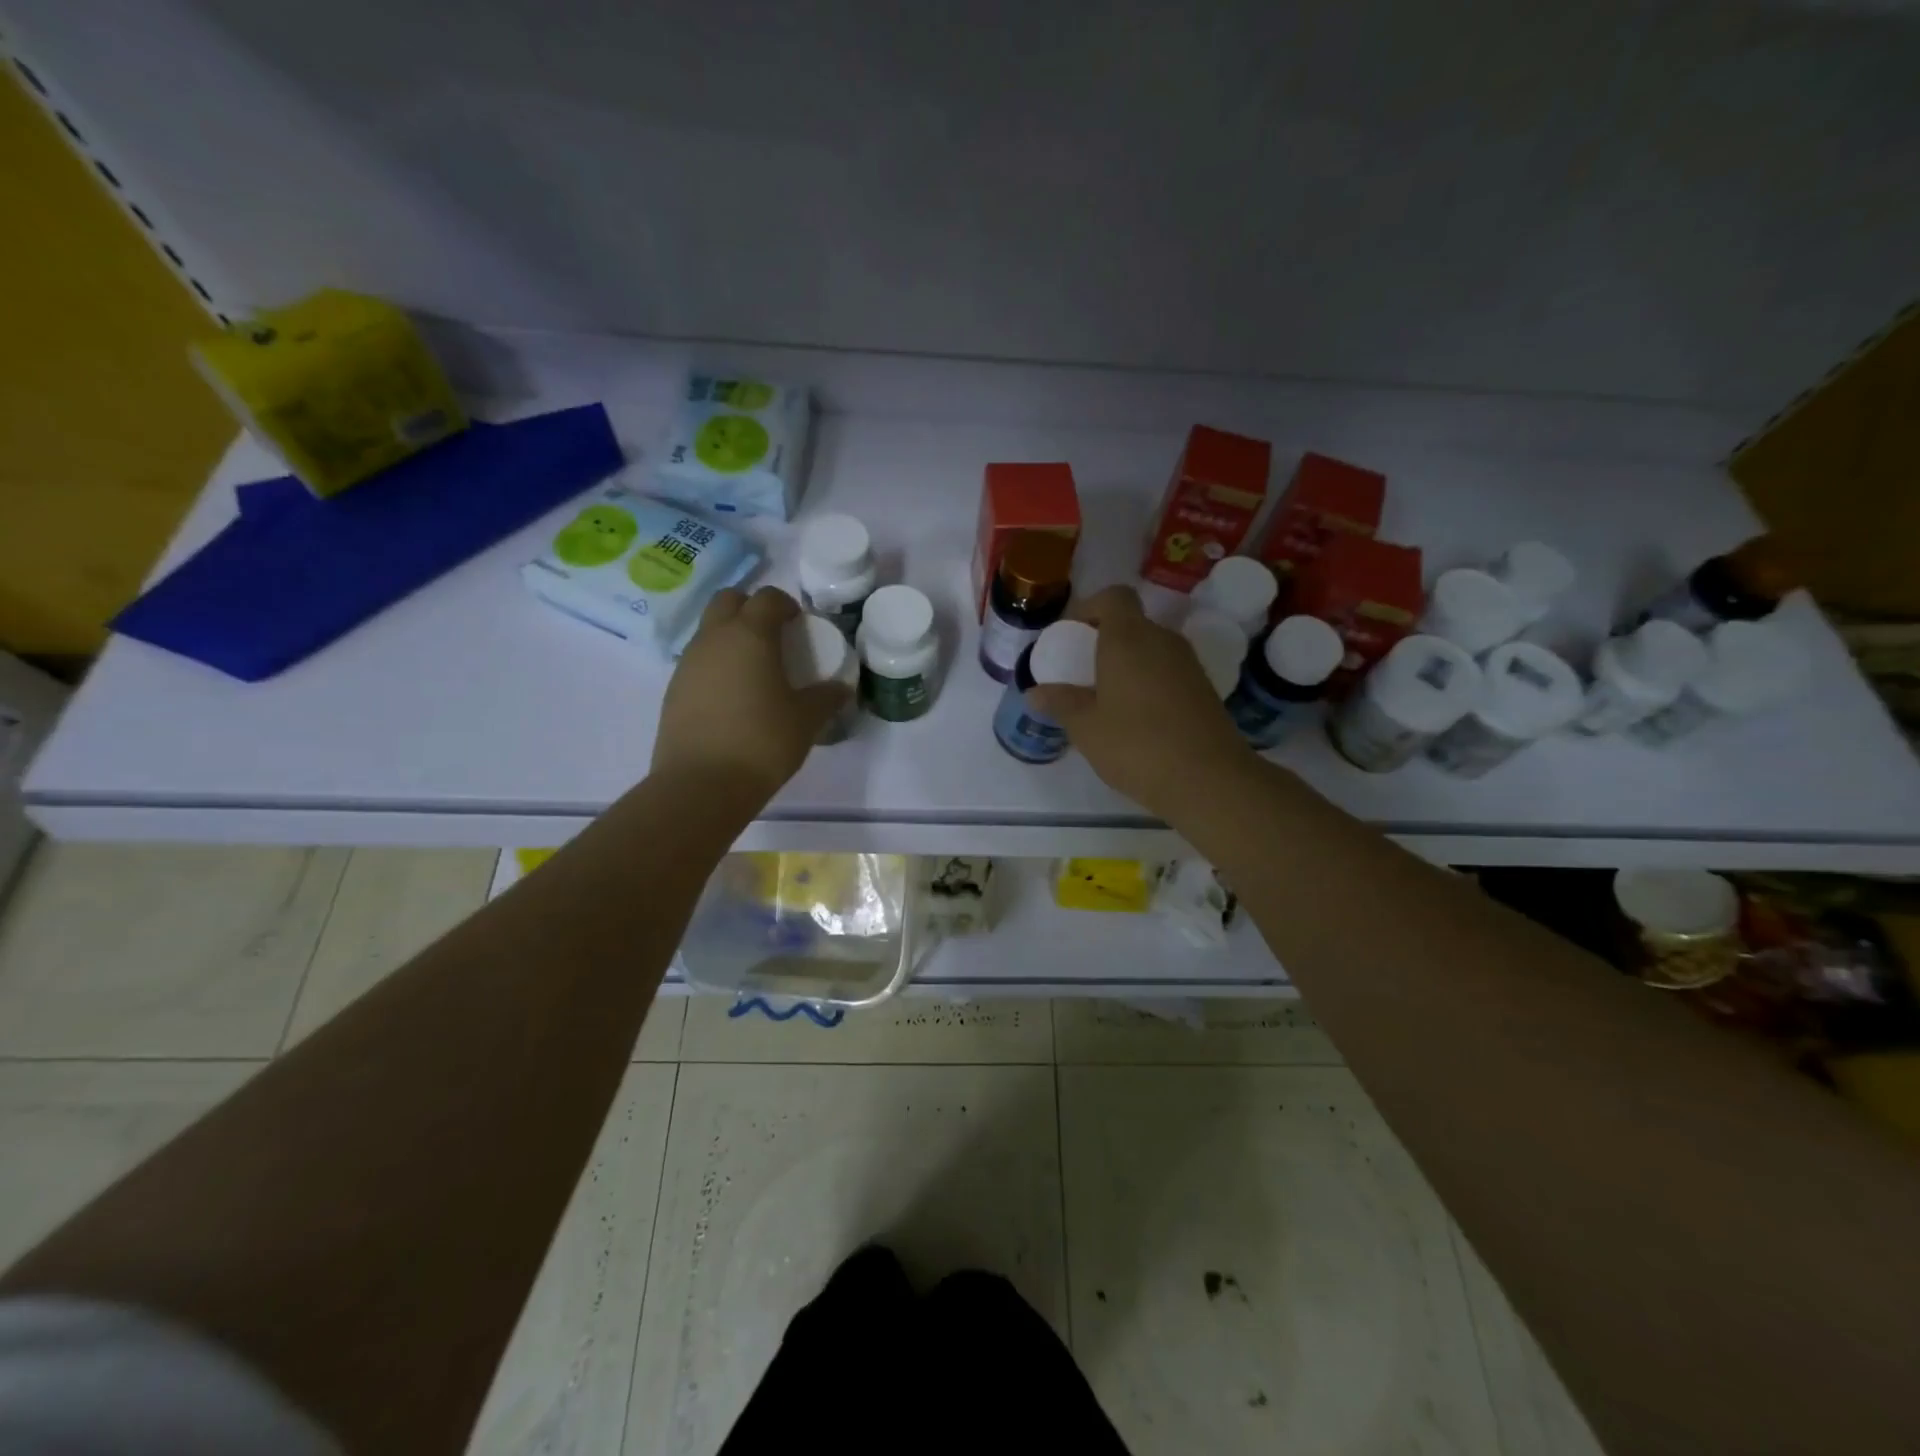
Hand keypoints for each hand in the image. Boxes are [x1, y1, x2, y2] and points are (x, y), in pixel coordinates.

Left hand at [652, 586, 850, 804]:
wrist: (702, 784)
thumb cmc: (762, 741)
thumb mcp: (806, 720)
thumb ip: (826, 698)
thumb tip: (842, 688)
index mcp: (750, 635)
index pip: (767, 598)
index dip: (786, 604)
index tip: (800, 623)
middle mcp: (714, 638)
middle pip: (728, 600)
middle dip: (751, 608)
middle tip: (773, 635)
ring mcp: (688, 663)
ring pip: (709, 630)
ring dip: (731, 635)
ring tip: (754, 668)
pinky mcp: (674, 689)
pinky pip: (698, 660)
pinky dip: (717, 664)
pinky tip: (733, 696)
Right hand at [1026, 586, 1258, 818]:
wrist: (1208, 780)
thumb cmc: (1136, 745)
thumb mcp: (1086, 727)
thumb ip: (1060, 703)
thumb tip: (1034, 692)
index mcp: (1129, 638)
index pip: (1114, 596)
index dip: (1090, 608)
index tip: (1072, 636)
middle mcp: (1162, 640)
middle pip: (1132, 624)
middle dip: (1105, 641)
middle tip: (1083, 673)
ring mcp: (1188, 664)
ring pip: (1151, 649)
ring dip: (1128, 664)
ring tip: (1106, 699)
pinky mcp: (1204, 689)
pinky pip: (1168, 672)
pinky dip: (1149, 683)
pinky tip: (1136, 718)